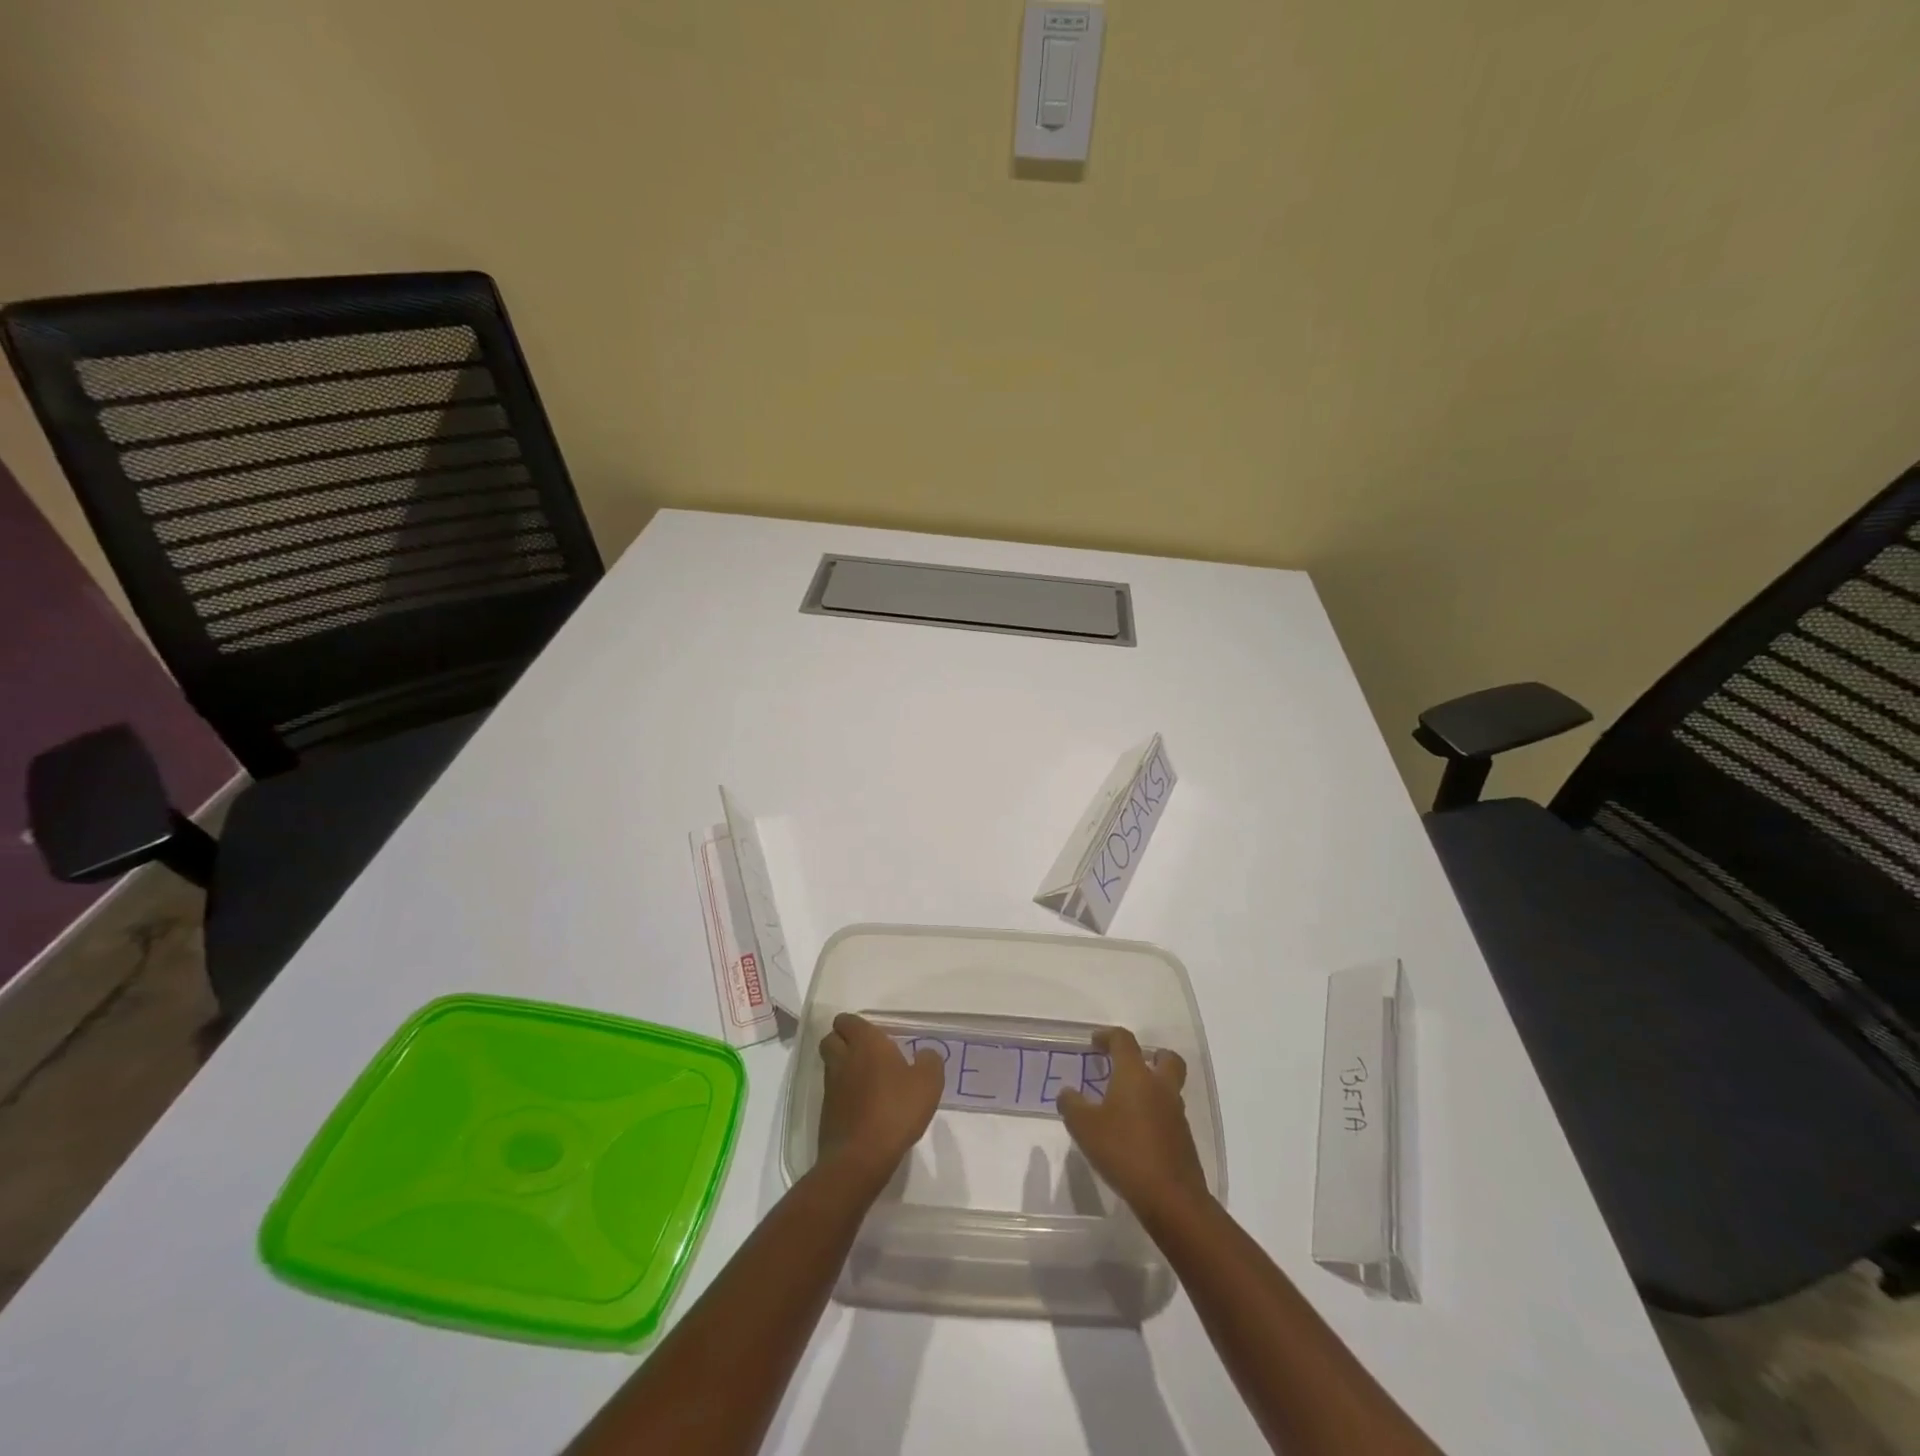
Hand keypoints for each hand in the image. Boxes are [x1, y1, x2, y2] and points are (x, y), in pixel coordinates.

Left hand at [817, 1013, 943, 1188]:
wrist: (861, 1157)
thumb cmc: (896, 1110)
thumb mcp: (928, 1083)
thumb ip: (930, 1062)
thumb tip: (925, 1055)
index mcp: (865, 1043)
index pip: (848, 1020)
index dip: (857, 1025)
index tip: (875, 1036)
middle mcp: (843, 1059)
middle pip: (831, 1038)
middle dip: (843, 1040)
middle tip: (866, 1053)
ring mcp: (831, 1086)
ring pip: (830, 1065)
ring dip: (843, 1066)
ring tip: (867, 1080)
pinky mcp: (826, 1112)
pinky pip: (832, 1092)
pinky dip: (843, 1094)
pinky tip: (863, 1106)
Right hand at [1058, 1027, 1207, 1220]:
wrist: (1171, 1198)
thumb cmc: (1124, 1152)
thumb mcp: (1084, 1128)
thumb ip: (1072, 1105)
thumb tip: (1067, 1092)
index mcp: (1135, 1075)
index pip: (1124, 1041)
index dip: (1108, 1036)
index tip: (1095, 1043)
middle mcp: (1160, 1087)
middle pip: (1166, 1058)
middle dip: (1151, 1056)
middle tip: (1130, 1066)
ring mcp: (1176, 1114)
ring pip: (1169, 1088)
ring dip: (1152, 1088)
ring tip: (1127, 1104)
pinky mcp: (1183, 1140)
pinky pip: (1169, 1115)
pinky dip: (1155, 1115)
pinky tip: (1136, 1133)